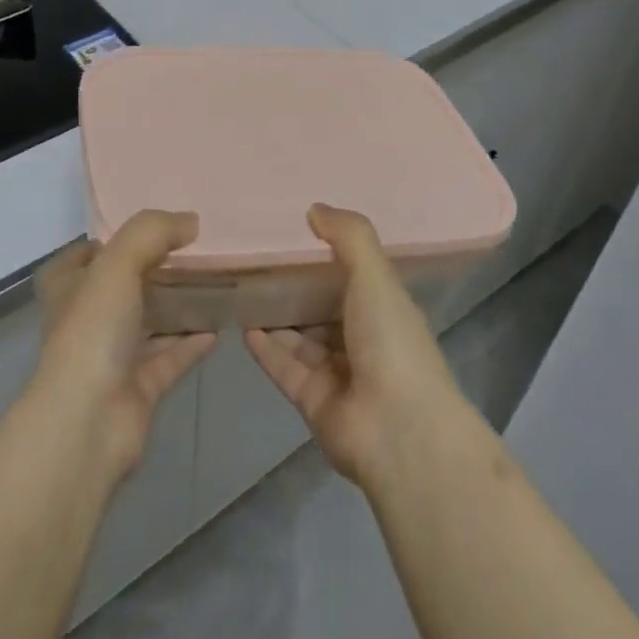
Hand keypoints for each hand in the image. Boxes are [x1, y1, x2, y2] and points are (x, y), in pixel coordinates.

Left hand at [31, 210, 215, 484]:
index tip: (145, 231)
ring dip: (175, 307)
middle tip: (191, 252)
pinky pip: (169, 358)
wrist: (89, 422)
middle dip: (151, 272)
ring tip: (212, 285)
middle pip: (120, 288)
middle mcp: (85, 320)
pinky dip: (190, 343)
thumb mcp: (117, 264)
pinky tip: (218, 327)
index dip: (107, 242)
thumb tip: (191, 220)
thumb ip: (152, 233)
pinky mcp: (138, 388)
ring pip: (148, 323)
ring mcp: (111, 356)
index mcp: (68, 288)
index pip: (81, 257)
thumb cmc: (92, 331)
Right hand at [246, 204, 471, 488]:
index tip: (292, 232)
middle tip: (255, 258)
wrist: (398, 431)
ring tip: (241, 286)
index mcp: (384, 310)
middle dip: (293, 287)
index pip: (352, 278)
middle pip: (321, 308)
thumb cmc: (392, 342)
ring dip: (274, 316)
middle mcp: (362, 340)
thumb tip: (314, 207)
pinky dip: (265, 347)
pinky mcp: (312, 400)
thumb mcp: (375, 276)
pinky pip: (283, 366)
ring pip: (298, 337)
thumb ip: (348, 236)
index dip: (325, 257)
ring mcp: (337, 374)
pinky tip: (241, 323)